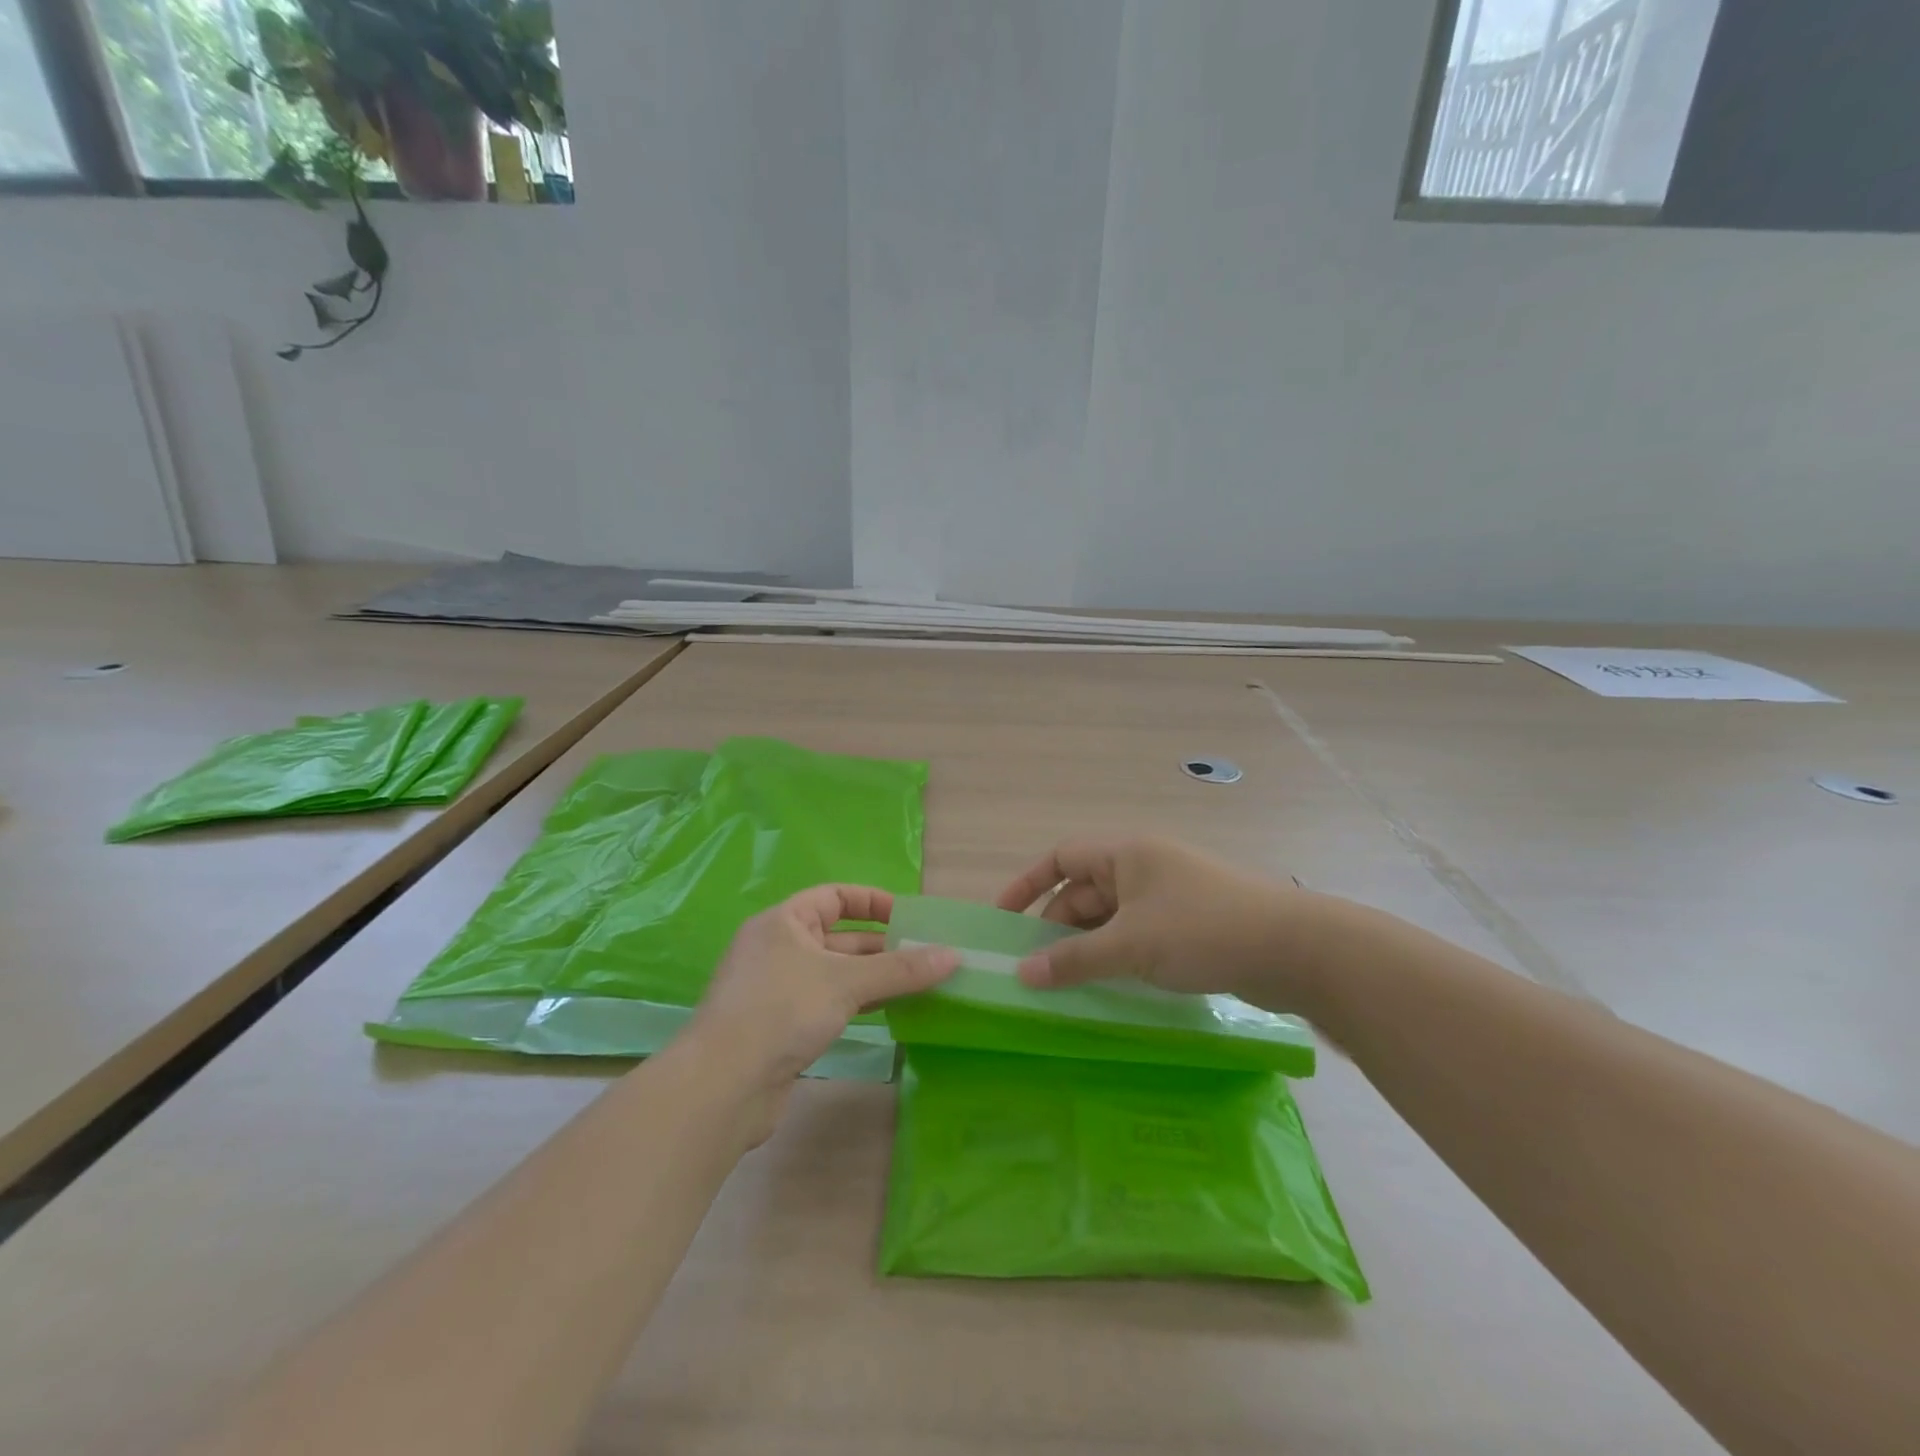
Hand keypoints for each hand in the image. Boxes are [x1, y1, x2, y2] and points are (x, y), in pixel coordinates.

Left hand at [682, 885, 957, 1144]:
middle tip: (927, 957)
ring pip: (837, 974)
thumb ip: (900, 969)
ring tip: (921, 985)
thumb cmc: (781, 1011)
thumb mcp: (845, 982)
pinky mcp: (782, 1027)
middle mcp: (779, 949)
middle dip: (883, 946)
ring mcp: (779, 990)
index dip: (873, 902)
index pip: (834, 896)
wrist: (722, 1087)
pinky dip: (859, 1003)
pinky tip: (890, 1012)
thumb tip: (954, 956)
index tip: (910, 917)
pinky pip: (829, 1003)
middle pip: (840, 937)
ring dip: (875, 978)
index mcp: (784, 922)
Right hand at [996, 837, 1319, 1008]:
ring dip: (1087, 945)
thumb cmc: (1202, 930)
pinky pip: (1137, 933)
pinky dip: (1117, 954)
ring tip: (1065, 982)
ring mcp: (1168, 895)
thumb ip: (1075, 960)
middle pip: (1085, 890)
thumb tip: (1023, 974)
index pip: (1062, 857)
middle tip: (1034, 967)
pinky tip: (1108, 984)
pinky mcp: (1189, 923)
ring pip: (1111, 916)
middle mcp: (1143, 867)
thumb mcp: (1131, 945)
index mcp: (1126, 854)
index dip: (1028, 884)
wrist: (1293, 948)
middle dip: (1057, 925)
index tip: (1004, 918)